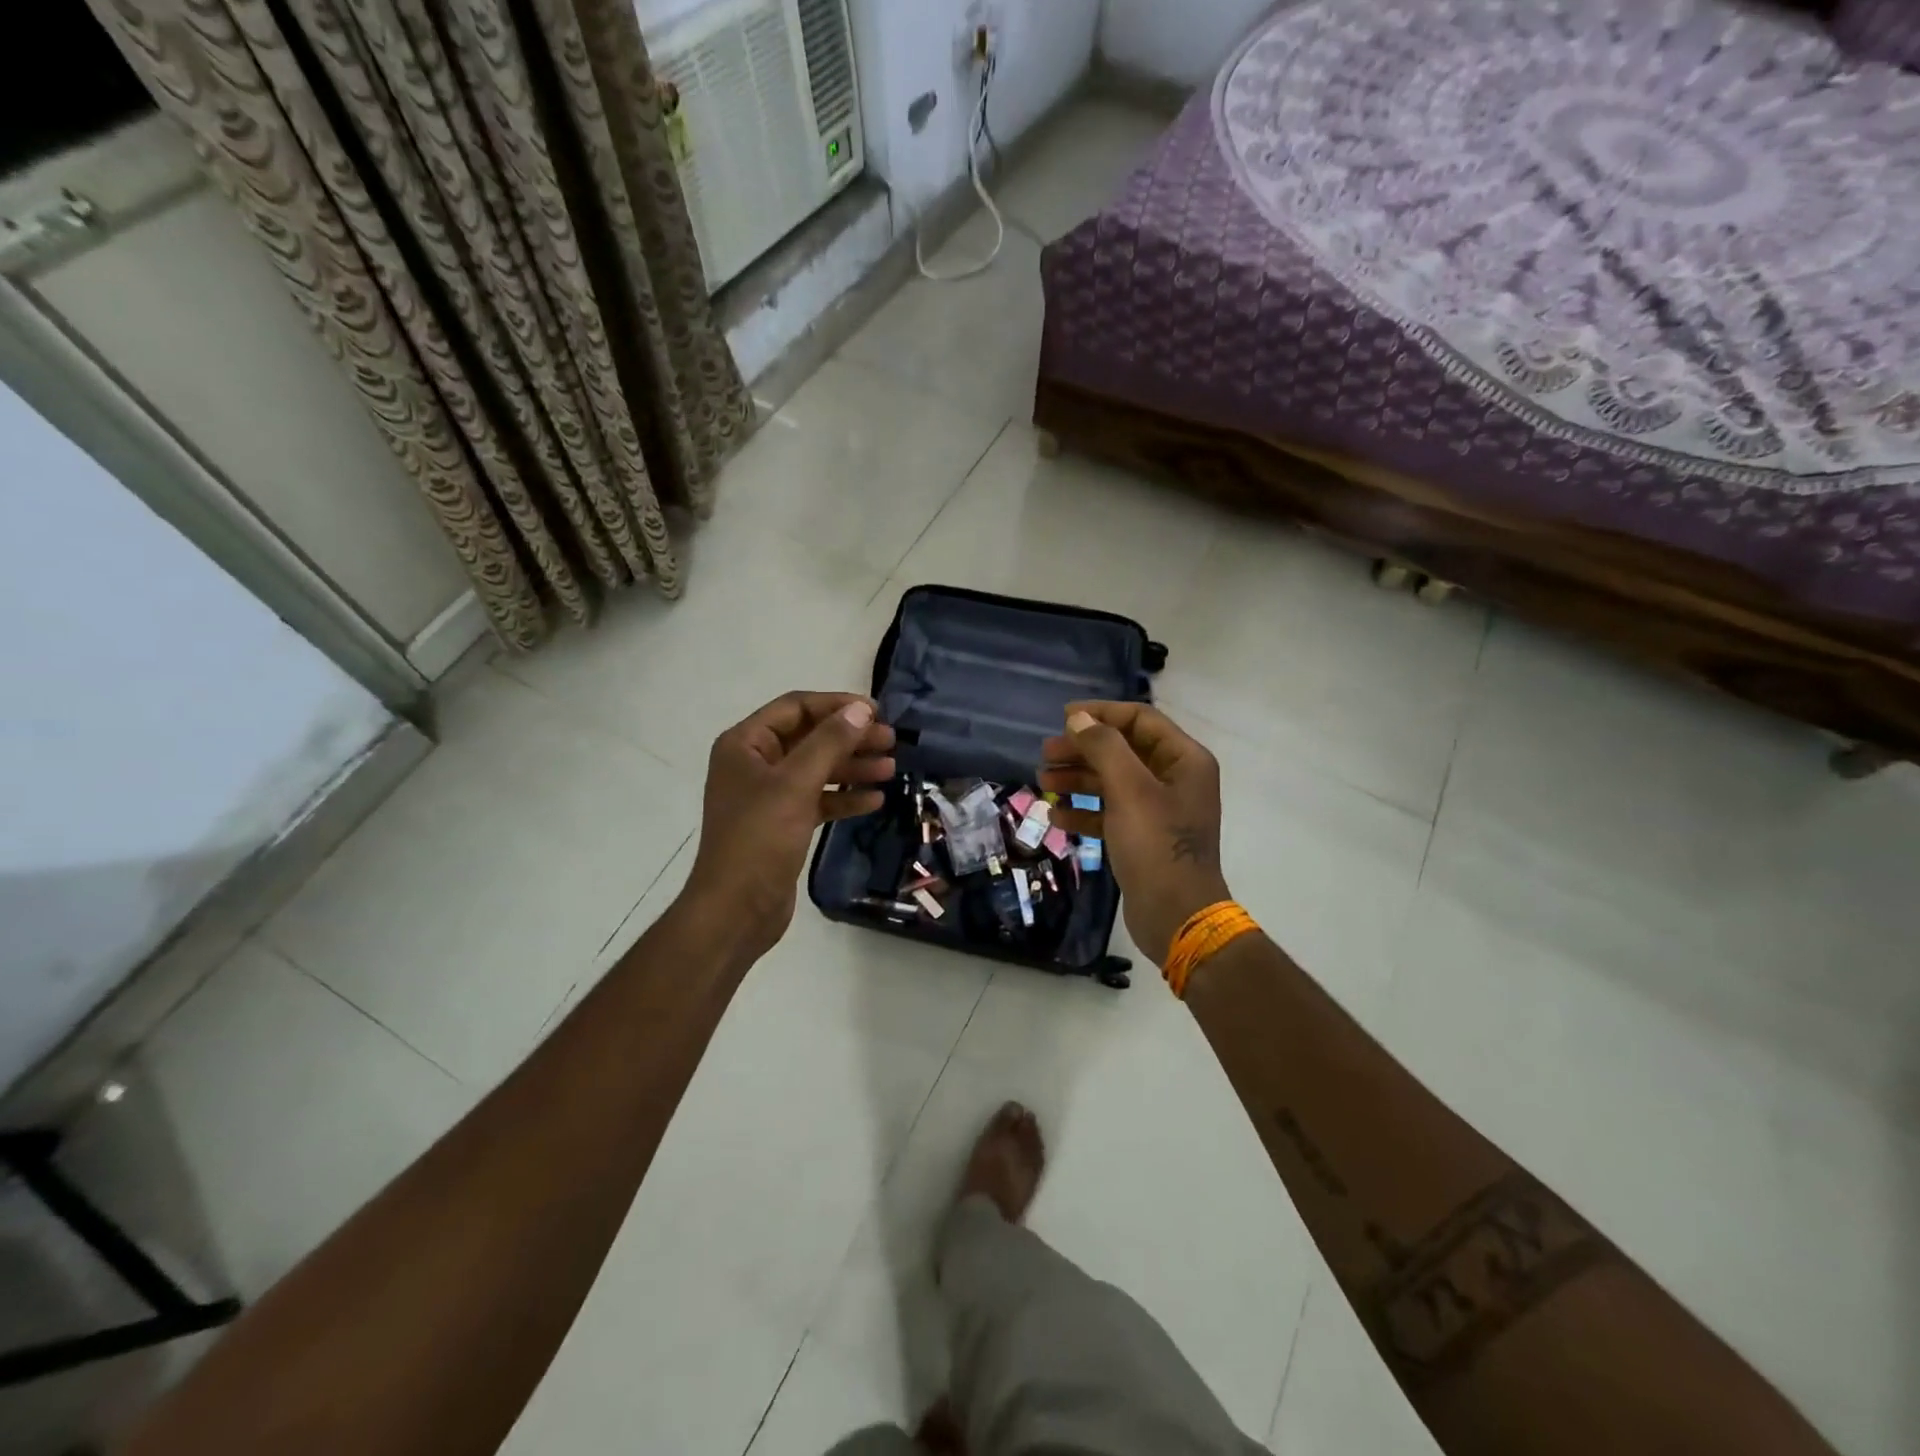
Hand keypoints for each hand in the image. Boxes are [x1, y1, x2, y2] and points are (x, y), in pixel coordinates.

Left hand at [683, 691, 895, 957]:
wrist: (736, 909)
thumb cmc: (760, 838)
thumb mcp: (796, 784)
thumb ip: (830, 742)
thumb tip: (861, 708)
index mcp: (745, 744)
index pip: (796, 708)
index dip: (837, 705)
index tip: (877, 712)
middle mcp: (754, 764)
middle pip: (810, 738)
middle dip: (850, 738)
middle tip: (891, 741)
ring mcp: (768, 796)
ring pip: (817, 770)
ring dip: (853, 767)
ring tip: (891, 769)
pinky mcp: (783, 824)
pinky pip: (818, 800)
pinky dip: (844, 797)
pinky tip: (875, 800)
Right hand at [1040, 701, 1230, 966]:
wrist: (1177, 916)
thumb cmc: (1156, 845)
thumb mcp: (1129, 790)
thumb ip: (1104, 748)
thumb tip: (1079, 718)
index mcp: (1184, 760)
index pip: (1140, 719)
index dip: (1101, 714)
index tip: (1063, 718)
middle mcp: (1174, 779)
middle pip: (1122, 750)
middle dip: (1082, 750)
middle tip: (1045, 755)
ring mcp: (1160, 810)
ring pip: (1113, 782)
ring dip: (1078, 780)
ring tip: (1043, 784)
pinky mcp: (1144, 837)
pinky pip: (1111, 813)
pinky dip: (1085, 812)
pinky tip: (1057, 819)